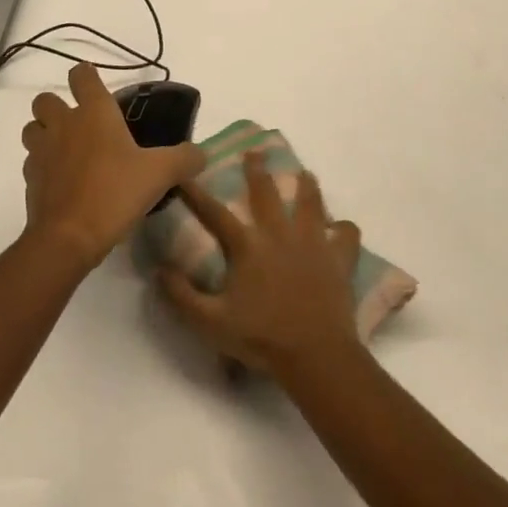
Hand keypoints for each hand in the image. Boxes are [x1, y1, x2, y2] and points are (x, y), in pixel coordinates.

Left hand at [20, 63, 206, 270]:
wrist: (69, 237)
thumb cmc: (115, 192)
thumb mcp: (161, 174)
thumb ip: (185, 159)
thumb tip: (201, 154)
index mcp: (94, 113)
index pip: (82, 75)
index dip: (87, 76)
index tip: (97, 86)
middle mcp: (63, 124)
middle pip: (46, 99)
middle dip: (58, 106)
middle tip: (81, 124)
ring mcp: (42, 151)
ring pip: (32, 128)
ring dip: (44, 133)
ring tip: (67, 149)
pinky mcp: (30, 179)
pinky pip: (32, 161)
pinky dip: (43, 165)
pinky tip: (62, 180)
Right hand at [158, 152, 363, 375]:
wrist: (316, 355)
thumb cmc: (261, 338)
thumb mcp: (209, 323)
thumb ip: (181, 296)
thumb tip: (160, 270)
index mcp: (248, 246)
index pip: (215, 213)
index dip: (196, 194)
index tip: (184, 175)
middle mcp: (280, 234)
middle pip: (267, 193)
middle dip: (257, 171)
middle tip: (255, 152)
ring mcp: (313, 243)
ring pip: (311, 203)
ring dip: (307, 186)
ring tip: (305, 174)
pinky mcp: (339, 259)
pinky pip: (347, 235)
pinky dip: (344, 229)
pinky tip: (341, 228)